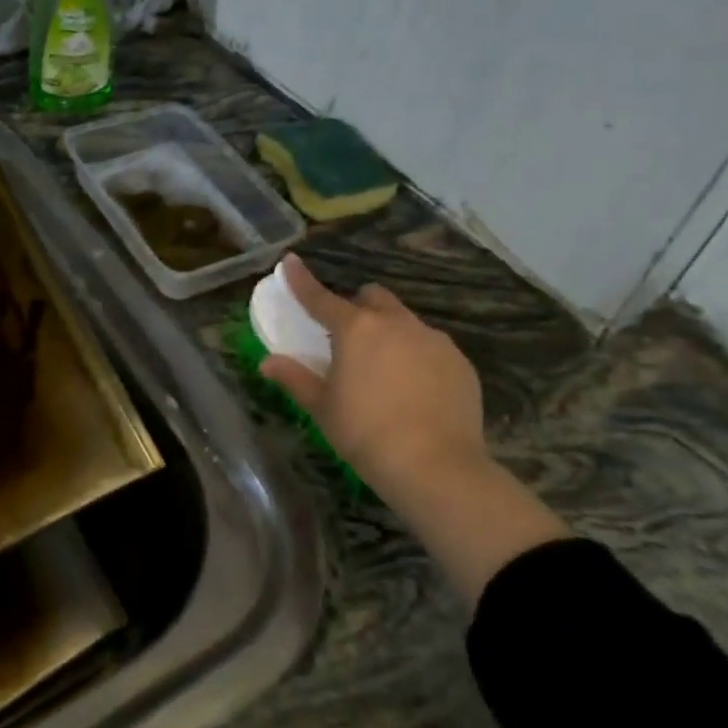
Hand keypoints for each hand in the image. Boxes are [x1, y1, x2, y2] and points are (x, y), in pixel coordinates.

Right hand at [260, 255, 487, 509]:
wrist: (436, 467)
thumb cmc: (366, 434)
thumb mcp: (323, 408)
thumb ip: (295, 378)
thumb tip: (267, 363)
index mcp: (356, 329)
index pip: (320, 297)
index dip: (302, 280)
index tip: (290, 261)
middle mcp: (396, 323)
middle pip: (372, 298)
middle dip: (358, 307)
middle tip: (349, 338)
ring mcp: (433, 339)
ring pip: (405, 321)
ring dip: (390, 333)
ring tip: (386, 371)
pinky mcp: (460, 362)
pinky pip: (432, 347)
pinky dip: (418, 357)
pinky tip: (416, 390)